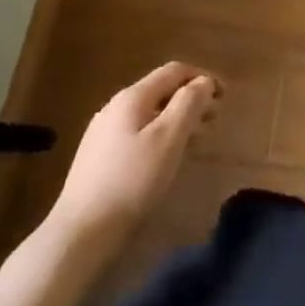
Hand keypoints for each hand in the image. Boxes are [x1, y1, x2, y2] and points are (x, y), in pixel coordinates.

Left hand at [51, 63, 221, 243]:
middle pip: (160, 91)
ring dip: (177, 118)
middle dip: (191, 99)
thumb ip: (189, 104)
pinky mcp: (98, 158)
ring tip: (197, 138)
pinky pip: (137, 133)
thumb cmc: (132, 182)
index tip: (224, 96)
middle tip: (214, 119)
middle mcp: (115, 107)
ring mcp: (103, 133)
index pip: (173, 71)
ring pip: (149, 114)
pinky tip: (166, 158)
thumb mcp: (168, 139)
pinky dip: (160, 135)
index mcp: (132, 97)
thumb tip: (203, 82)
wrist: (80, 234)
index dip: (202, 77)